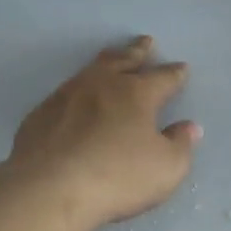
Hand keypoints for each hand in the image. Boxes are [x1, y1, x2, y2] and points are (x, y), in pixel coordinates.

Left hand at [5, 37, 199, 230]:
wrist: (48, 189)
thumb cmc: (116, 177)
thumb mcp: (166, 169)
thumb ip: (180, 145)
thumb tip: (188, 126)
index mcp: (137, 94)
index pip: (163, 78)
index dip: (175, 73)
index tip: (182, 67)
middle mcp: (102, 84)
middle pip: (124, 60)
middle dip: (138, 51)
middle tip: (146, 41)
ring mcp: (67, 95)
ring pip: (92, 69)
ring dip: (108, 60)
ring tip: (113, 56)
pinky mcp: (41, 113)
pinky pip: (67, 91)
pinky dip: (80, 88)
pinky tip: (78, 95)